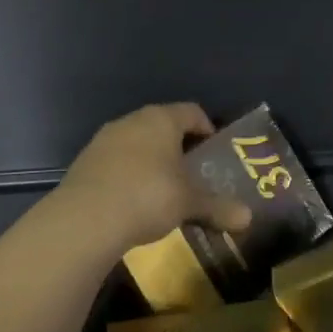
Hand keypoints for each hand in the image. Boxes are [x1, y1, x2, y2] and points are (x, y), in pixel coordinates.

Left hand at [51, 103, 253, 252]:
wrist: (84, 219)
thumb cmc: (148, 196)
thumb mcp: (189, 203)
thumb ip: (218, 207)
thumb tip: (248, 218)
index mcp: (161, 119)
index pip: (192, 111)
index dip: (207, 128)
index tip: (215, 152)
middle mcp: (132, 121)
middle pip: (163, 126)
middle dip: (179, 147)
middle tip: (193, 173)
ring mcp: (104, 140)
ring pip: (137, 143)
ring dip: (152, 161)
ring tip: (164, 189)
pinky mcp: (85, 163)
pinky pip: (116, 162)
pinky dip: (129, 175)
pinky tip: (134, 201)